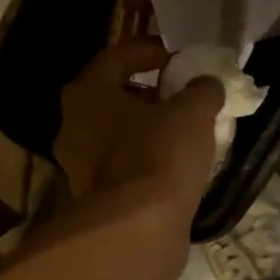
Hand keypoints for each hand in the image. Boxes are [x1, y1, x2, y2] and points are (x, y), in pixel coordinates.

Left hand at [55, 38, 223, 212]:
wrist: (138, 229)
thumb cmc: (159, 155)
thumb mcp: (193, 113)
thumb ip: (202, 90)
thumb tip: (206, 85)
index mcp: (87, 93)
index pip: (117, 56)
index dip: (150, 51)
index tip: (178, 58)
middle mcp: (72, 125)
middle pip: (111, 97)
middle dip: (146, 92)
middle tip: (178, 94)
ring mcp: (77, 165)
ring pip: (114, 134)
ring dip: (144, 128)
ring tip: (180, 131)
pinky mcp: (92, 197)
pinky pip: (120, 165)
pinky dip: (142, 159)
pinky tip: (169, 165)